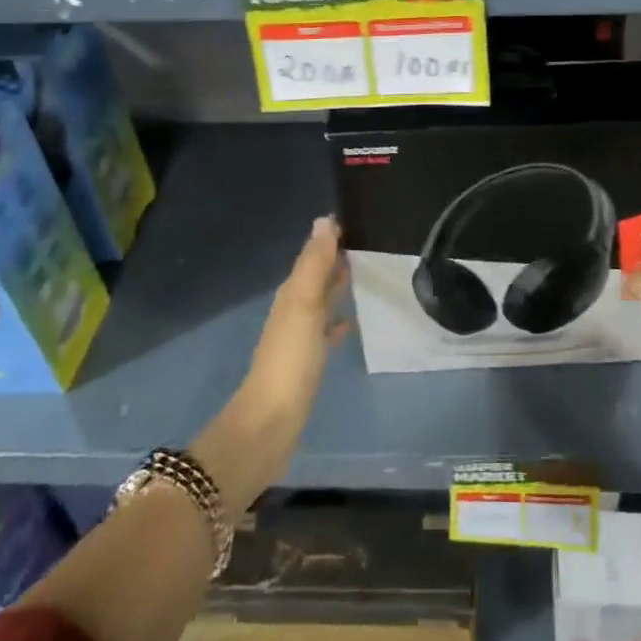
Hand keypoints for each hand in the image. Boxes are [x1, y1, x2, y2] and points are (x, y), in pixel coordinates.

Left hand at [195, 217, 350, 515]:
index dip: (330, 238)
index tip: (356, 219)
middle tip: (368, 242)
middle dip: (335, 259)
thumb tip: (324, 220)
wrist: (272, 421)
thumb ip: (315, 264)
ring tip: (365, 275)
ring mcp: (299, 337)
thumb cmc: (290, 358)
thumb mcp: (305, 304)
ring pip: (322, 301)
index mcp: (291, 293)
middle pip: (316, 276)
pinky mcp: (308, 361)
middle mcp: (293, 309)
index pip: (312, 255)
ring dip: (337, 287)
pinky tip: (351, 322)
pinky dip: (338, 320)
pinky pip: (326, 330)